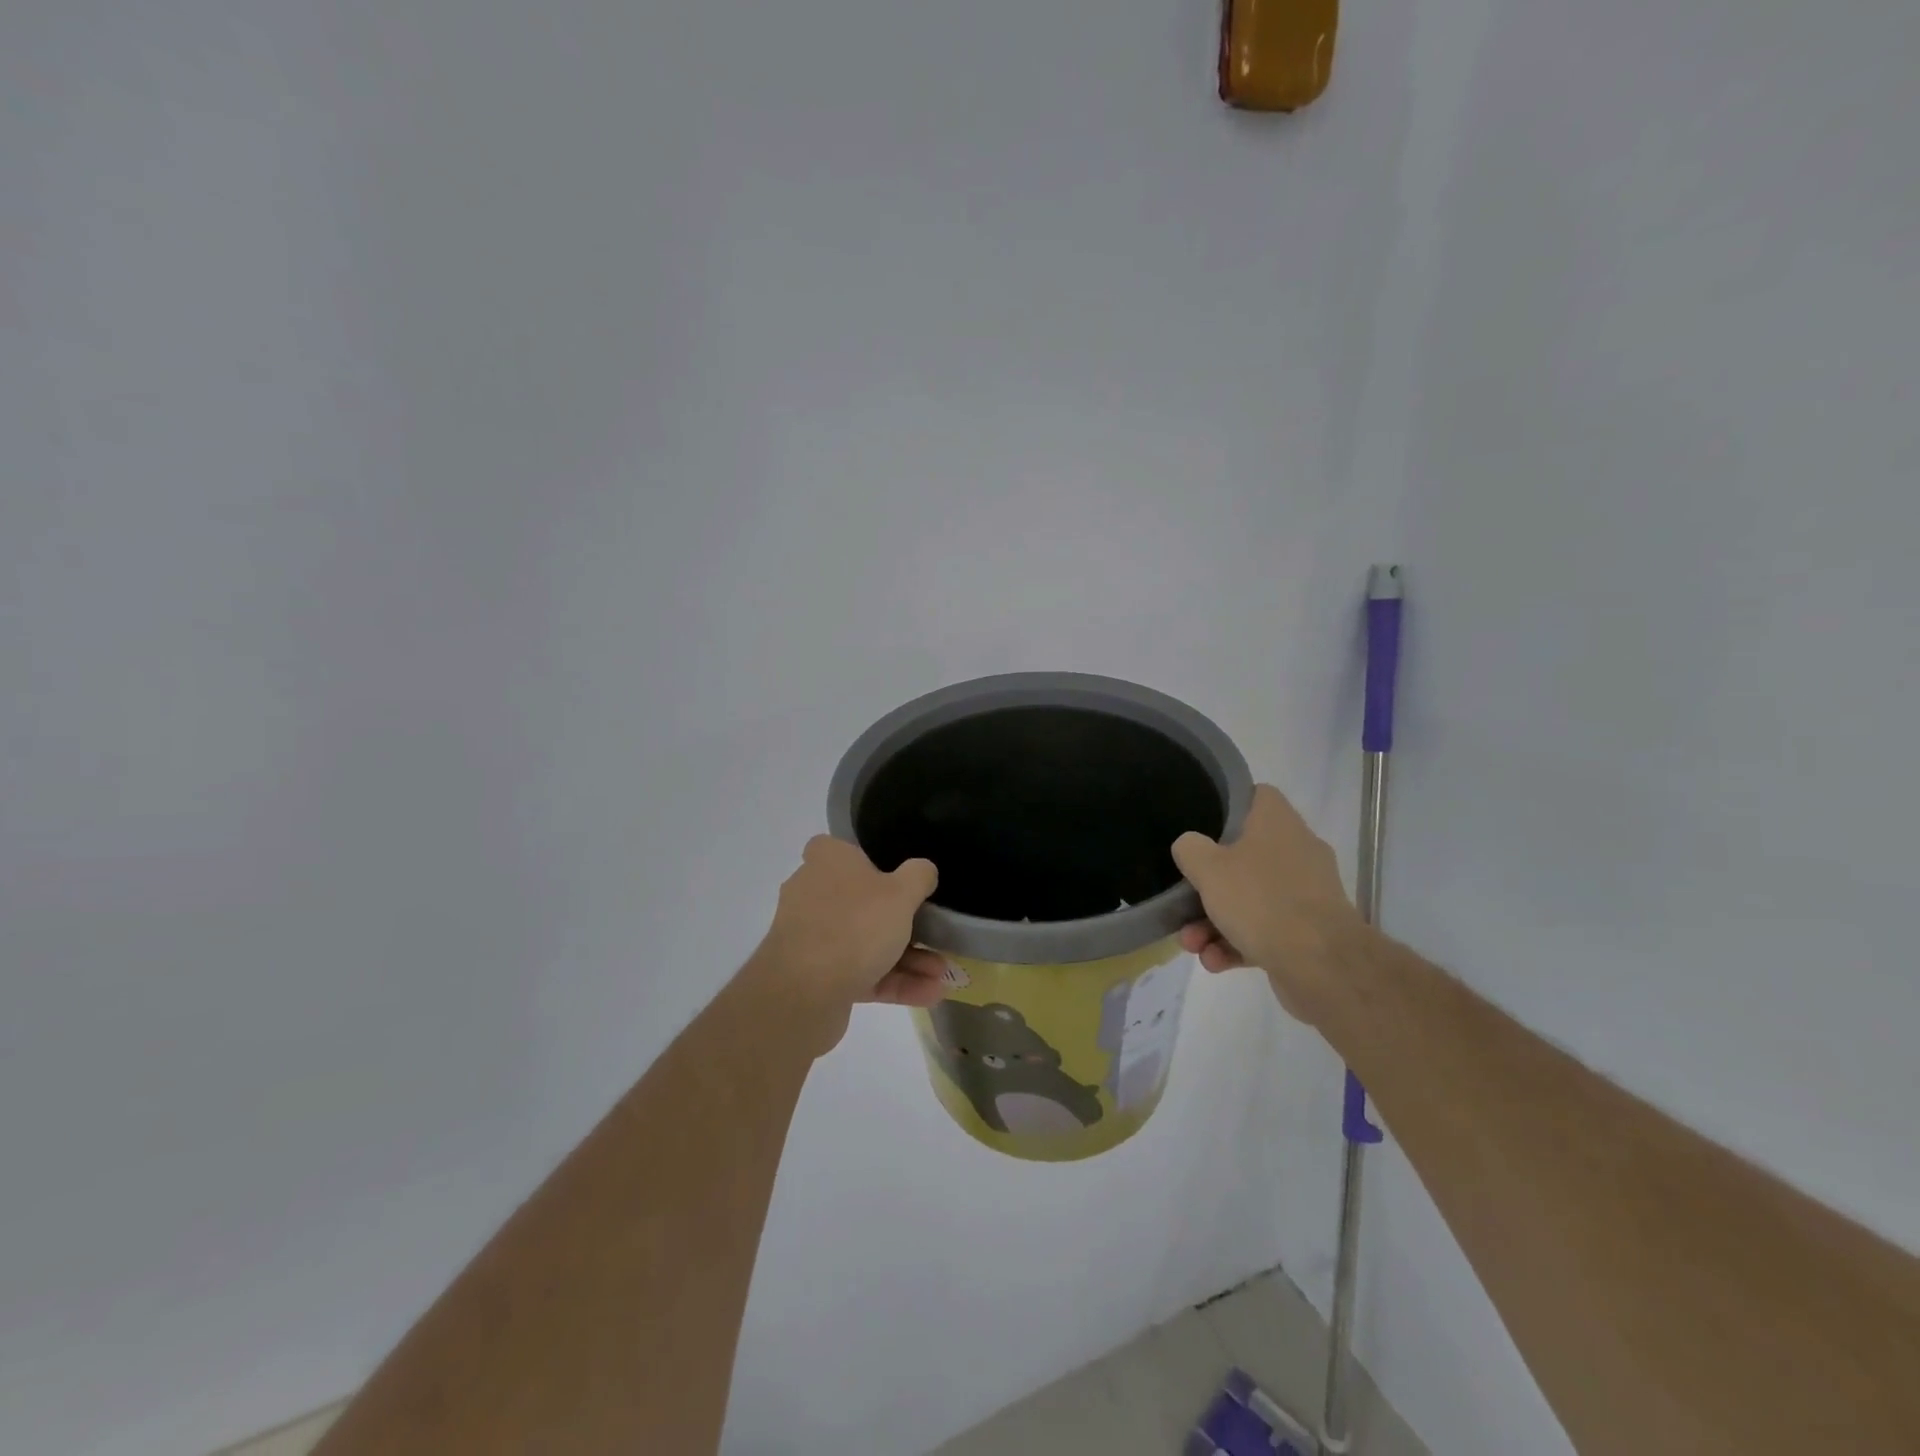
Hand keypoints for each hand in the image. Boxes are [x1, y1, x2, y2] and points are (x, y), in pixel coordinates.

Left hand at [746, 835, 947, 1055]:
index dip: (868, 860)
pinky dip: (892, 981)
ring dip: (907, 958)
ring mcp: (812, 938)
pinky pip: (860, 973)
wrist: (804, 993)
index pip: (840, 850)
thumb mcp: (901, 893)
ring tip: (941, 973)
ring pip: (865, 942)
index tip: (896, 876)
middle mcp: (813, 894)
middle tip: (935, 934)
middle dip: (904, 923)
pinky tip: (929, 993)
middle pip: (863, 902)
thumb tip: (924, 870)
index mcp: (827, 862)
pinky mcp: (815, 976)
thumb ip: (919, 876)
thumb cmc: (855, 925)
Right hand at [1172, 783, 1364, 1028]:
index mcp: (1277, 823)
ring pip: (1251, 898)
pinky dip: (1238, 944)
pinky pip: (1265, 929)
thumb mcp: (1208, 868)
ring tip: (1192, 945)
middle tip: (1183, 900)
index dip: (1227, 805)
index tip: (1200, 824)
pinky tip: (1215, 962)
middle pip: (1243, 855)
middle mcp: (1297, 851)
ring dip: (1215, 922)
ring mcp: (1306, 893)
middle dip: (1208, 885)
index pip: (1255, 796)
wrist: (1322, 965)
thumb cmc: (1261, 901)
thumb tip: (1190, 845)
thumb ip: (1190, 849)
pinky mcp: (1309, 931)